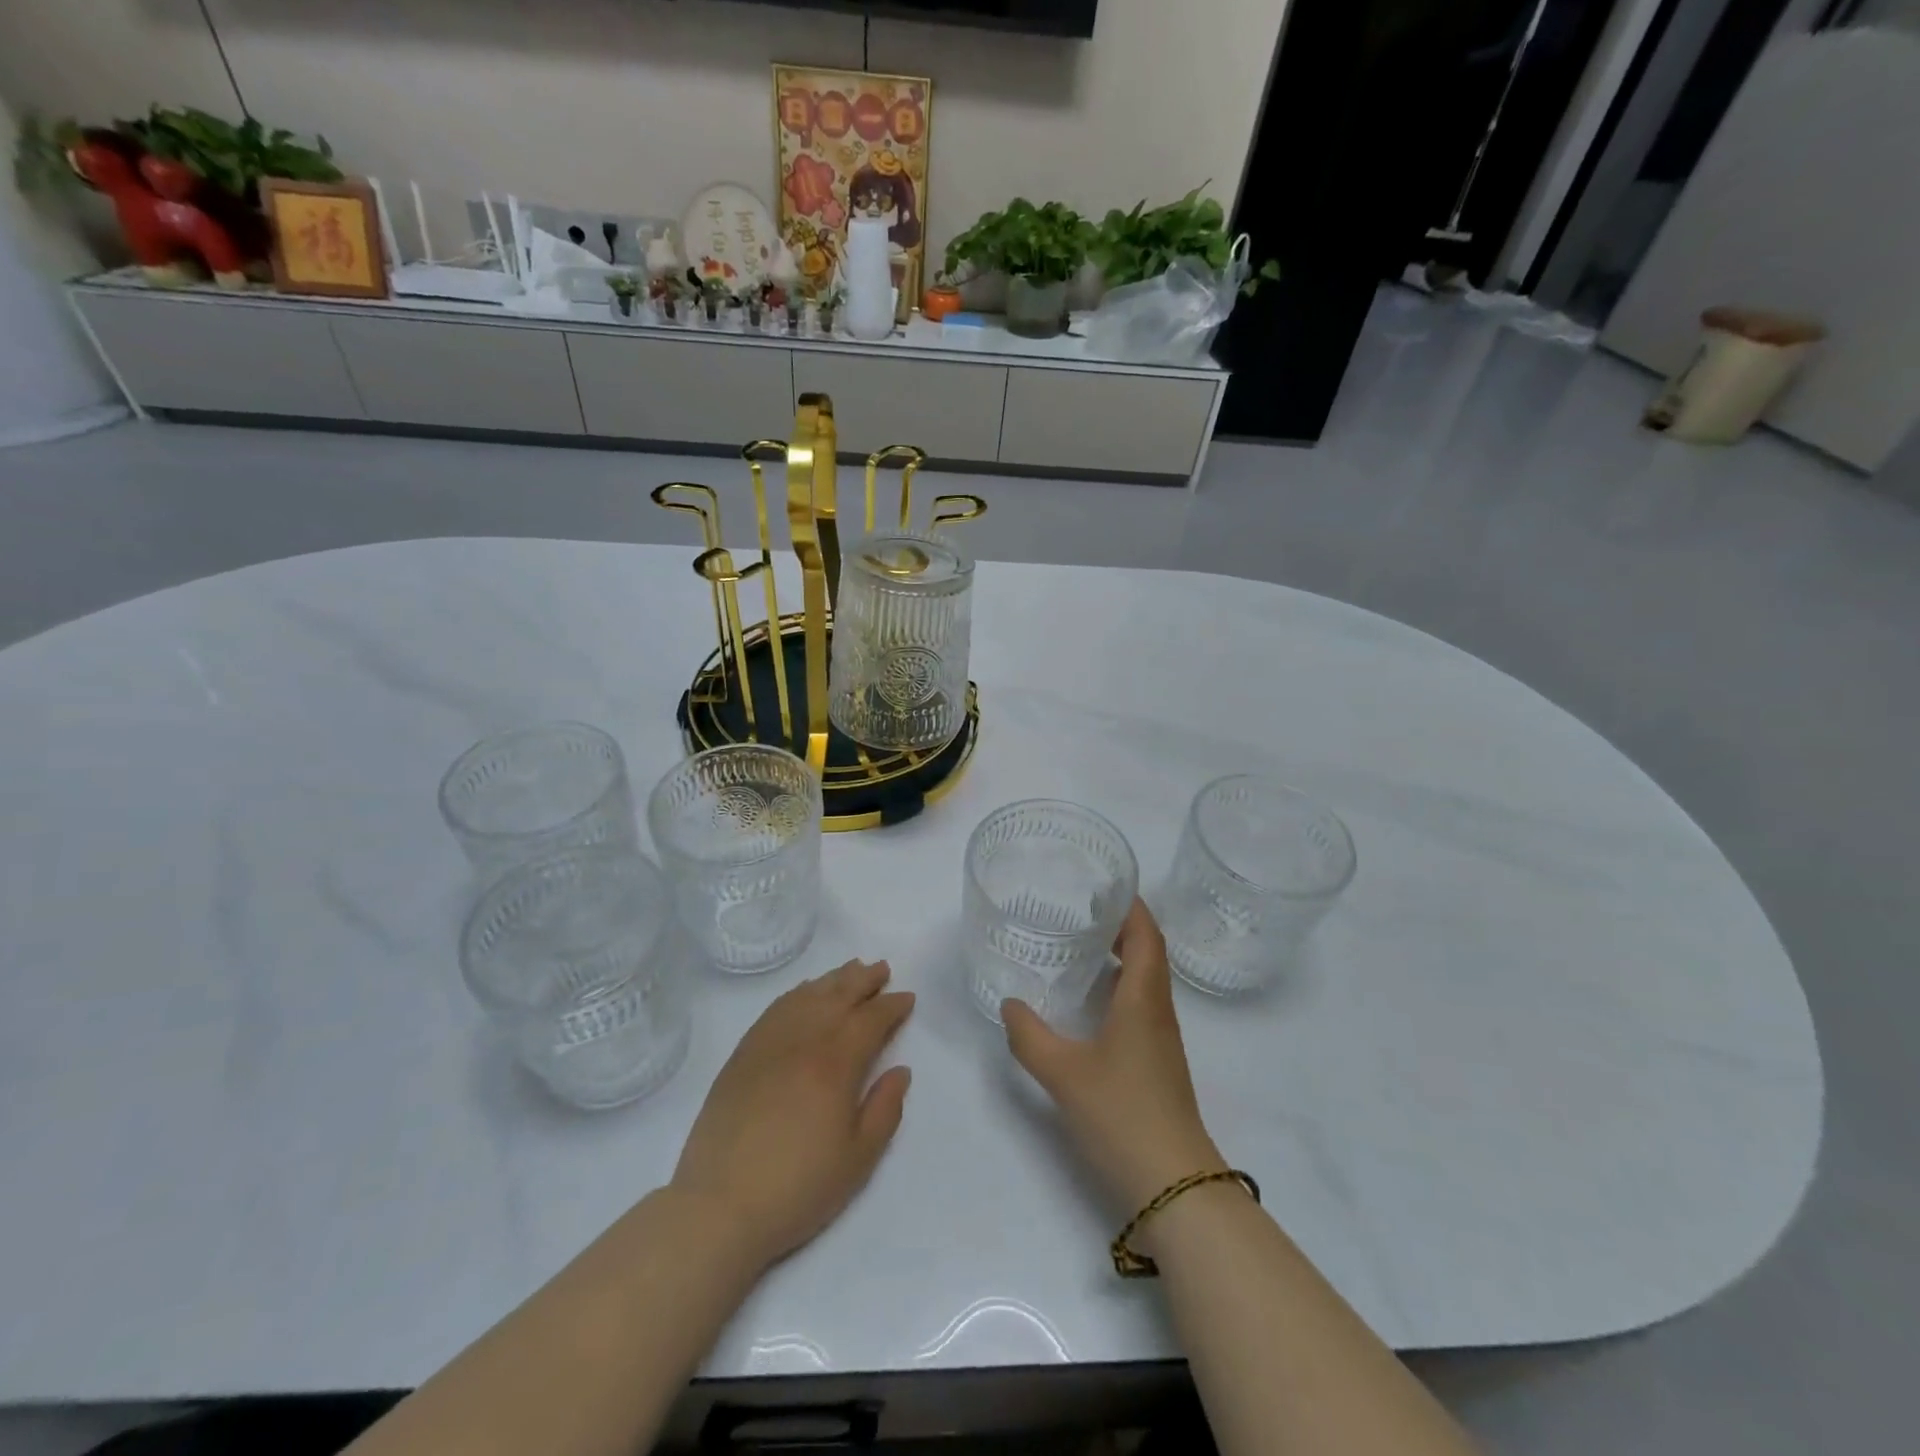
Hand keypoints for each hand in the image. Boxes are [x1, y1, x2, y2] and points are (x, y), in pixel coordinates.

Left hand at [672, 959, 913, 1269]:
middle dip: (864, 980)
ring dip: (833, 980)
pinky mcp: (742, 1054)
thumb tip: (900, 1070)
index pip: (871, 1020)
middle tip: (882, 969)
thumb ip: (885, 1109)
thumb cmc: (798, 1187)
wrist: (719, 1207)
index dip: (891, 1006)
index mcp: (836, 1063)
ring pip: (807, 996)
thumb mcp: (858, 1159)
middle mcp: (803, 1041)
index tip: (906, 998)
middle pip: (839, 996)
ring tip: (851, 970)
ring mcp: (768, 1043)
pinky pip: (776, 1009)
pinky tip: (805, 993)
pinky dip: (797, 993)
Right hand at [1003, 900, 1223, 1213]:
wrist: (1173, 1184)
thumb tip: (1010, 1004)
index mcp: (1143, 999)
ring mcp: (1161, 1038)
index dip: (1131, 906)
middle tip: (1081, 912)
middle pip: (1148, 953)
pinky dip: (1118, 987)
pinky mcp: (1156, 1061)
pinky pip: (1140, 1005)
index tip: (1104, 885)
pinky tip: (1089, 1003)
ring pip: (1145, 980)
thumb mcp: (1063, 1073)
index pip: (1147, 936)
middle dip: (1121, 926)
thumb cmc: (1122, 1114)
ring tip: (1080, 947)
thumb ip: (1029, 1036)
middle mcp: (1158, 1010)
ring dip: (1120, 956)